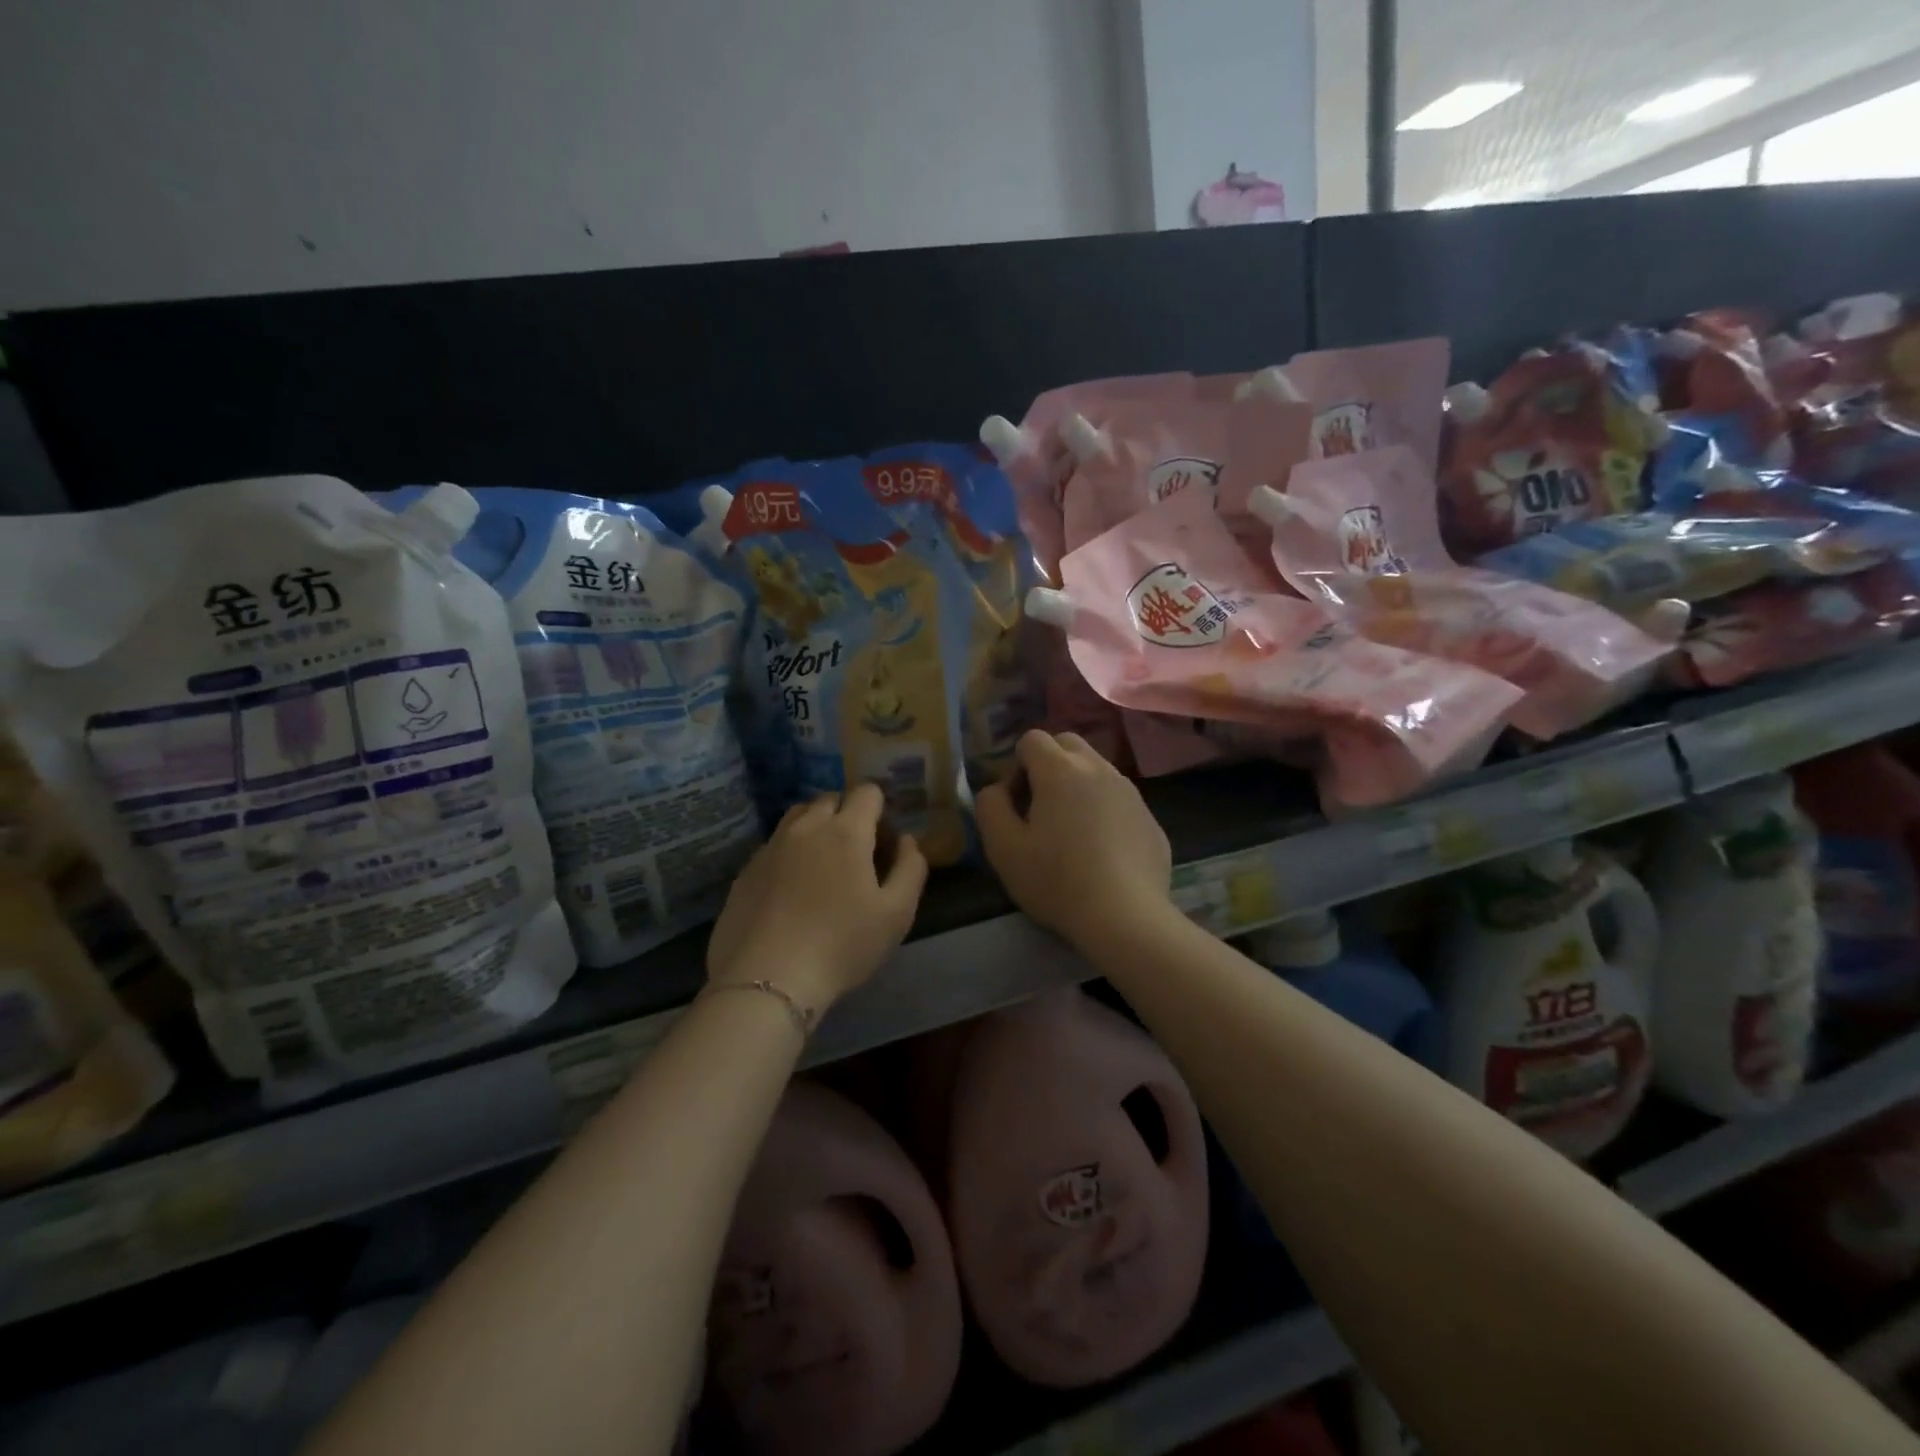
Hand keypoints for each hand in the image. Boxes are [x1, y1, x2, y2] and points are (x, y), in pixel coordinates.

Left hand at [706, 783, 928, 1014]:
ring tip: (823, 863)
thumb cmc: (842, 945)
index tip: (884, 839)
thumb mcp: (897, 913)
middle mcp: (806, 827)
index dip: (880, 808)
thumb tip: (906, 840)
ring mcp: (770, 846)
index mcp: (846, 831)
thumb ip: (911, 868)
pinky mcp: (746, 870)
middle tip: (857, 852)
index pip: (867, 791)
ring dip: (815, 826)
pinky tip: (792, 888)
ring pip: (797, 817)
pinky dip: (789, 852)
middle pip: (830, 799)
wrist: (768, 979)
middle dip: (848, 813)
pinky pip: (774, 845)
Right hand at [975, 731, 1172, 951]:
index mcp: (1061, 770)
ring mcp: (1130, 791)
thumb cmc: (1056, 880)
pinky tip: (1101, 852)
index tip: (1016, 804)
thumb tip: (998, 789)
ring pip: (1096, 769)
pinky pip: (1119, 799)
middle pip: (1067, 743)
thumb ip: (990, 806)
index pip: (1032, 739)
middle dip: (1048, 764)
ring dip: (1078, 786)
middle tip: (1040, 808)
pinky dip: (1104, 810)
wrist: (1125, 917)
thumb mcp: (1003, 847)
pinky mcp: (1150, 818)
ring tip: (1071, 831)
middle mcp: (1099, 769)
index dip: (1016, 766)